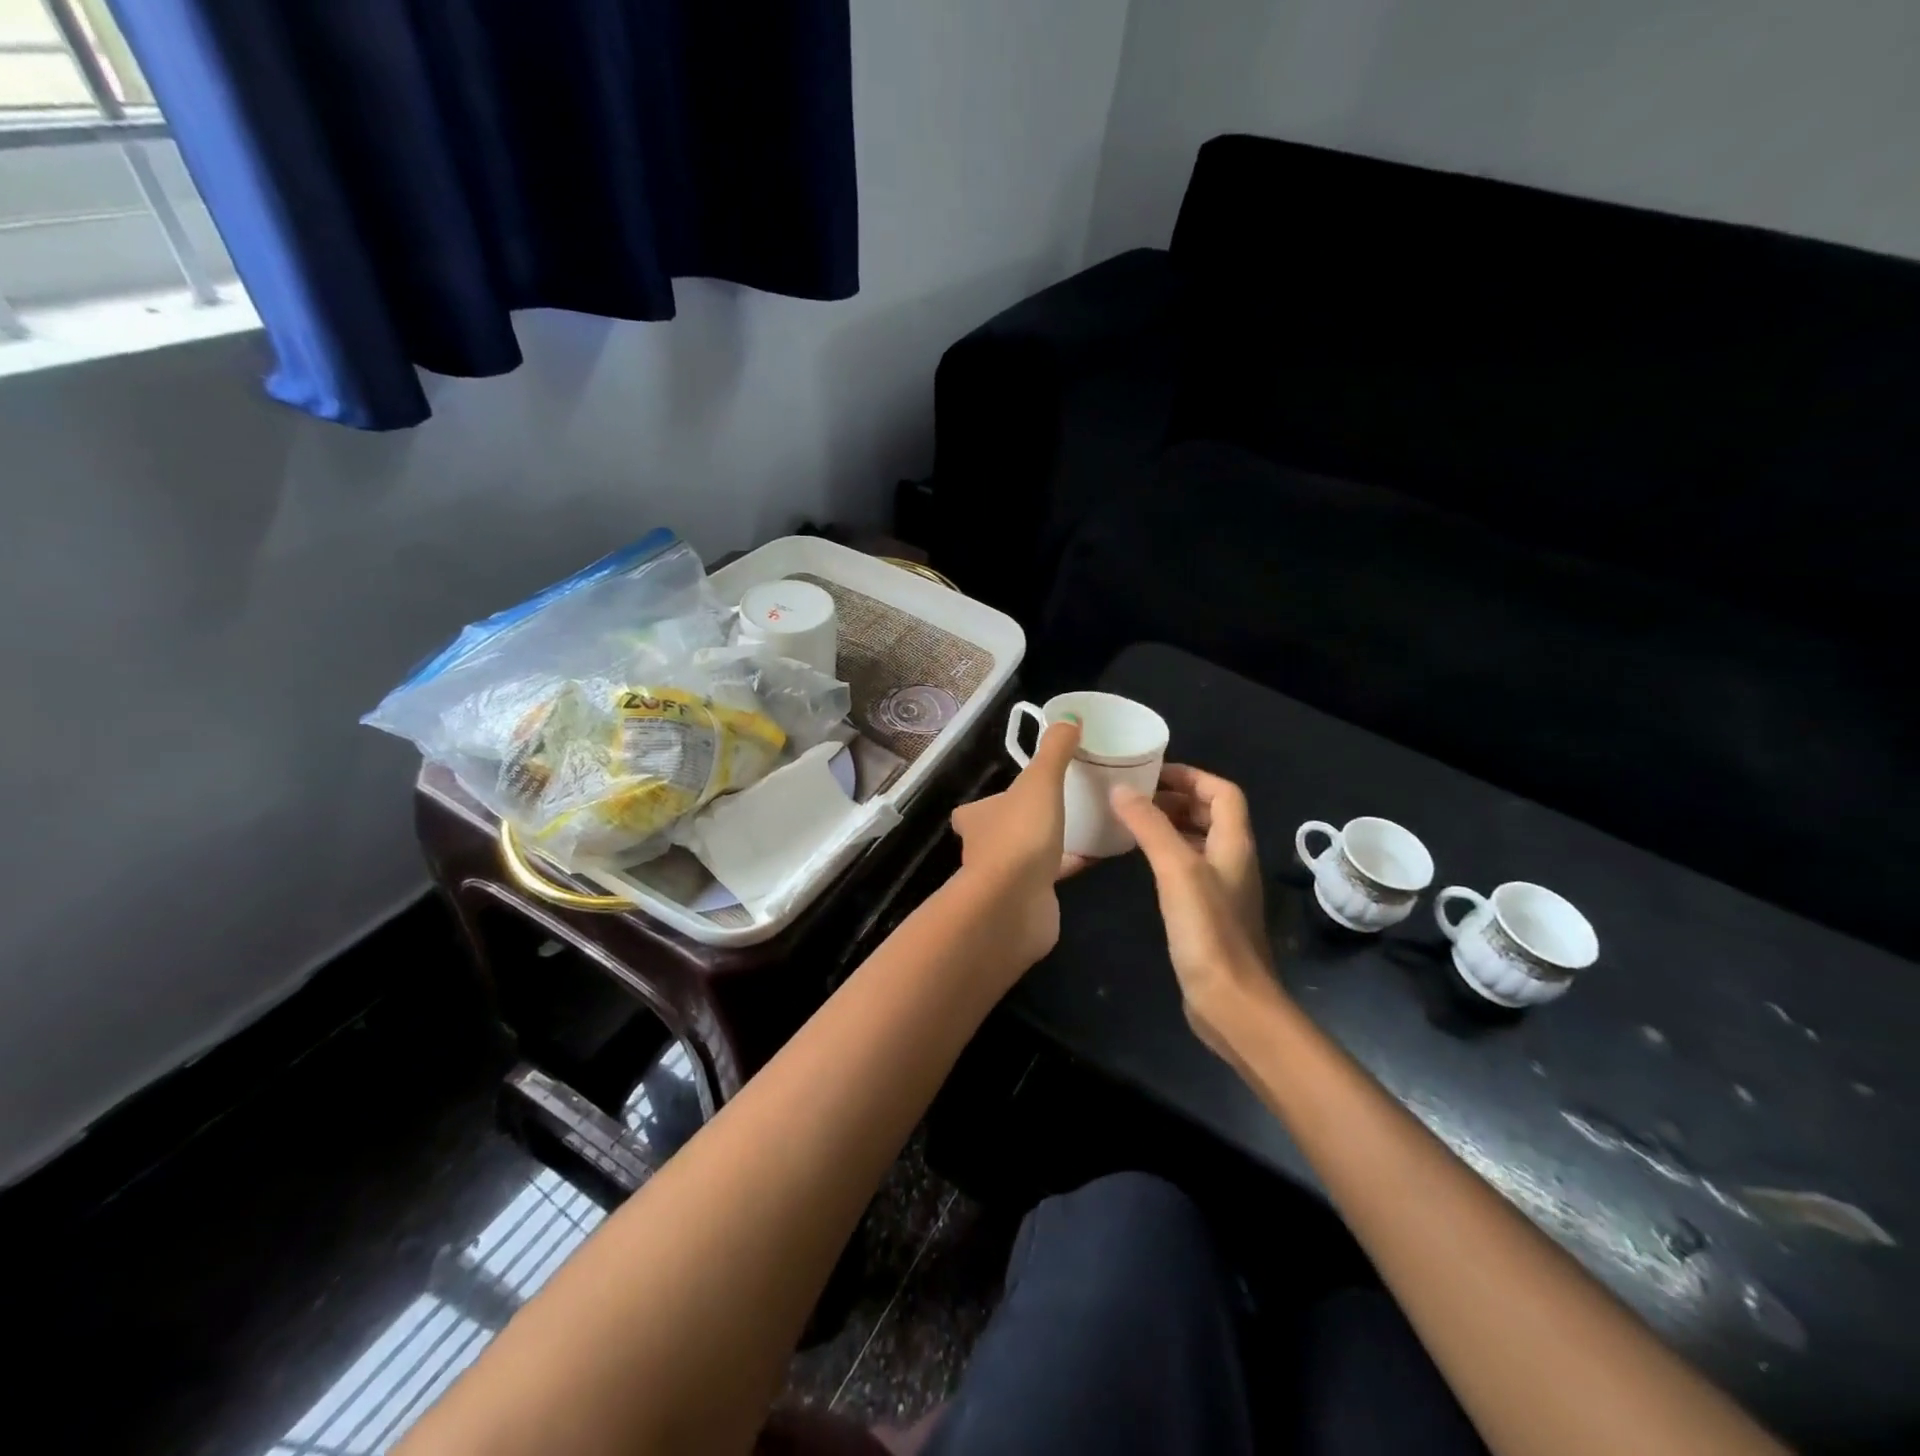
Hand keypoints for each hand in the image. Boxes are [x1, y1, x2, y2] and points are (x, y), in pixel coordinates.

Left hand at [950, 721, 1085, 963]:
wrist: (1014, 904)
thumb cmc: (1020, 836)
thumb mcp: (1040, 782)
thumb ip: (1054, 751)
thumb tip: (1069, 718)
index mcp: (977, 819)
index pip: (975, 809)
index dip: (993, 801)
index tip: (1017, 793)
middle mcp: (982, 849)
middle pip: (1001, 831)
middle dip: (1023, 822)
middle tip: (1057, 807)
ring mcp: (1003, 879)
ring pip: (1025, 856)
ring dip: (1045, 846)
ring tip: (1080, 828)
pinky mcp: (1027, 901)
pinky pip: (1049, 878)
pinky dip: (1067, 867)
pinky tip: (1094, 858)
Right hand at [1111, 765, 1281, 1055]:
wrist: (1230, 1002)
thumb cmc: (1208, 931)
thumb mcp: (1177, 869)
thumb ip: (1150, 827)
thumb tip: (1121, 790)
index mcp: (1234, 844)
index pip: (1223, 793)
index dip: (1192, 776)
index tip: (1152, 773)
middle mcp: (1233, 861)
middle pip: (1212, 814)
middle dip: (1177, 799)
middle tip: (1135, 796)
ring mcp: (1221, 889)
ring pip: (1198, 842)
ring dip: (1171, 826)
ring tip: (1132, 822)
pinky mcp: (1207, 914)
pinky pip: (1188, 869)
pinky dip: (1167, 855)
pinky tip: (1141, 864)